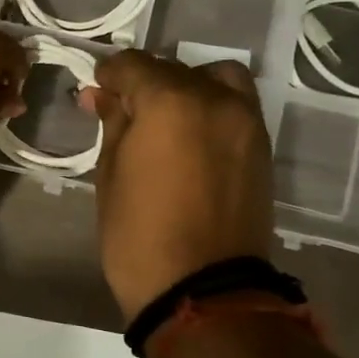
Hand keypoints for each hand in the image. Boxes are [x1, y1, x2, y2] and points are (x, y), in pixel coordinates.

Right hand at [82, 51, 276, 319]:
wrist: (204, 292)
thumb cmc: (140, 236)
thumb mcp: (111, 175)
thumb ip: (113, 124)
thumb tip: (103, 95)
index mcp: (171, 101)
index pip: (134, 65)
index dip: (109, 74)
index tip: (96, 91)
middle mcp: (215, 99)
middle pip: (173, 70)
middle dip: (143, 83)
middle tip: (121, 111)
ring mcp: (246, 122)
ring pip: (214, 79)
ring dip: (185, 88)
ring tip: (164, 120)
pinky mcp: (261, 147)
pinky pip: (235, 105)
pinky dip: (211, 106)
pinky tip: (189, 136)